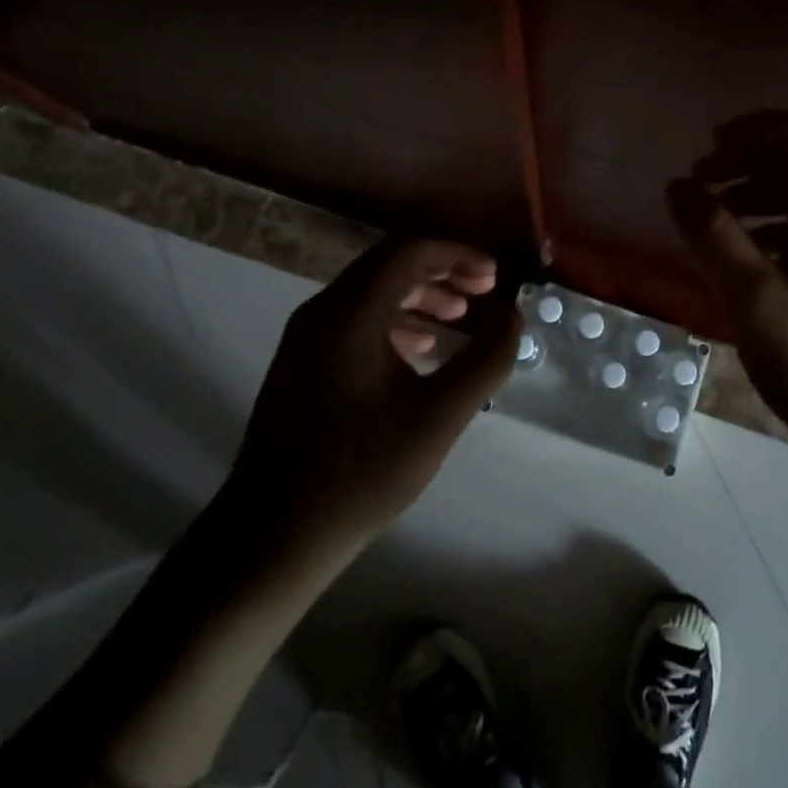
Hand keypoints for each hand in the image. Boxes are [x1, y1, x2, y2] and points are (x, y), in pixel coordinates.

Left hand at [222, 239, 519, 555]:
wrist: (272, 536)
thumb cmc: (361, 473)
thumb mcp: (439, 418)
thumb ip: (486, 361)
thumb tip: (514, 319)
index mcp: (350, 314)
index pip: (410, 252)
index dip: (458, 255)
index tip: (493, 279)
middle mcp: (323, 310)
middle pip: (390, 263)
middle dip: (442, 270)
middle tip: (483, 291)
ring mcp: (306, 335)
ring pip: (372, 289)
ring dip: (421, 293)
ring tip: (460, 317)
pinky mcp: (302, 359)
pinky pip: (356, 316)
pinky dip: (396, 318)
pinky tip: (423, 347)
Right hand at [667, 110, 787, 445]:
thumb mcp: (755, 296)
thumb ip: (711, 233)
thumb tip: (677, 185)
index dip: (755, 126)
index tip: (708, 143)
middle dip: (748, 163)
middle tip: (699, 183)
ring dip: (759, 197)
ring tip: (713, 219)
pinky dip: (776, 231)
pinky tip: (745, 259)